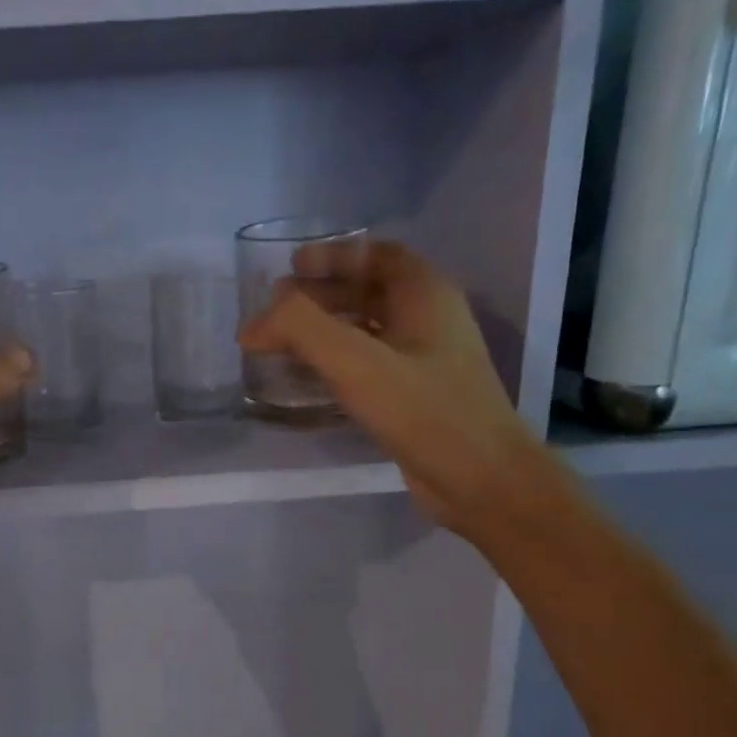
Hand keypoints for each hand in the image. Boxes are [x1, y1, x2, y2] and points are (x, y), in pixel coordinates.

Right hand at [239, 242, 554, 538]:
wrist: (482, 481)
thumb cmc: (425, 412)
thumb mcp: (357, 362)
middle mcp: (428, 320)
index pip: (376, 255)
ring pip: (366, 330)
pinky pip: (368, 365)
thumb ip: (302, 329)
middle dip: (319, 295)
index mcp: (425, 295)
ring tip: (281, 344)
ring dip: (324, 331)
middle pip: (367, 291)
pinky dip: (335, 363)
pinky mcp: (414, 397)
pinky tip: (307, 381)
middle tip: (274, 310)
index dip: (332, 255)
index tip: (290, 268)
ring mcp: (424, 361)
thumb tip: (254, 323)